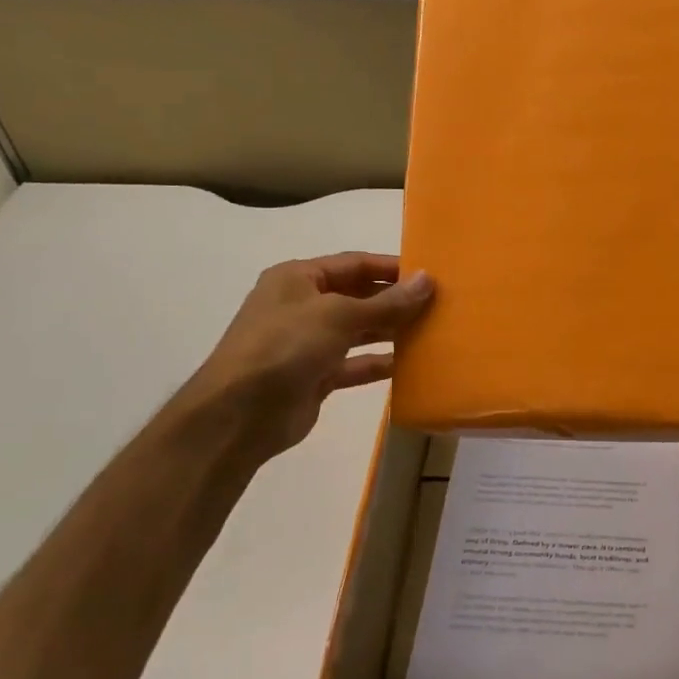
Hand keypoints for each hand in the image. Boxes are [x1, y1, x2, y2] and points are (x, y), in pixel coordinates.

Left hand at [182, 253, 433, 462]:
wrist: (239, 414)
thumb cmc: (285, 347)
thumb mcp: (338, 315)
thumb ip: (386, 302)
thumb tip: (428, 280)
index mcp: (298, 278)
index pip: (354, 264)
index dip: (391, 267)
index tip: (431, 275)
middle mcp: (302, 306)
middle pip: (358, 296)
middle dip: (395, 300)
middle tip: (439, 305)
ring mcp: (308, 343)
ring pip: (359, 330)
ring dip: (391, 331)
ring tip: (431, 331)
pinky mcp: (316, 376)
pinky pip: (355, 364)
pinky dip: (379, 363)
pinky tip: (410, 365)